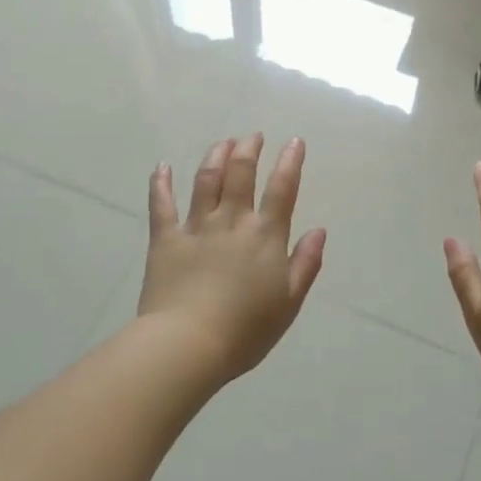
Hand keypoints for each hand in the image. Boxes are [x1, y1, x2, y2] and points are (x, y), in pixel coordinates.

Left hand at [139, 135, 326, 383]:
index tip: (294, 141)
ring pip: (206, 180)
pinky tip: (162, 166)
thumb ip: (305, 264)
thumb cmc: (246, 330)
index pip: (282, 189)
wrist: (188, 344)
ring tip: (223, 142)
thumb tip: (319, 230)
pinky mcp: (165, 239)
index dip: (290, 162)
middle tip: (253, 136)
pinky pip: (162, 205)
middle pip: (241, 174)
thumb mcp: (289, 302)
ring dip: (216, 156)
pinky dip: (161, 183)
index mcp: (265, 236)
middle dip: (249, 150)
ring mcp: (196, 227)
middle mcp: (232, 221)